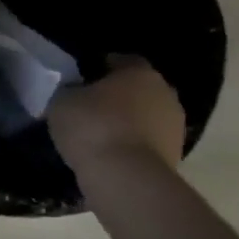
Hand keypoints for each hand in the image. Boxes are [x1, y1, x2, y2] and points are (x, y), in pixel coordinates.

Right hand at [47, 55, 185, 178]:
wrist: (125, 178)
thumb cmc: (92, 126)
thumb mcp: (62, 101)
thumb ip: (70, 91)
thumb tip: (74, 92)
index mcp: (140, 72)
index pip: (121, 60)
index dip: (100, 68)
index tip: (82, 79)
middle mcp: (165, 93)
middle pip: (138, 89)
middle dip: (118, 96)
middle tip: (90, 107)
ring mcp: (175, 127)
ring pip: (146, 117)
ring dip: (128, 123)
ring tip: (98, 135)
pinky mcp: (175, 157)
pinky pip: (148, 143)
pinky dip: (133, 146)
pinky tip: (110, 155)